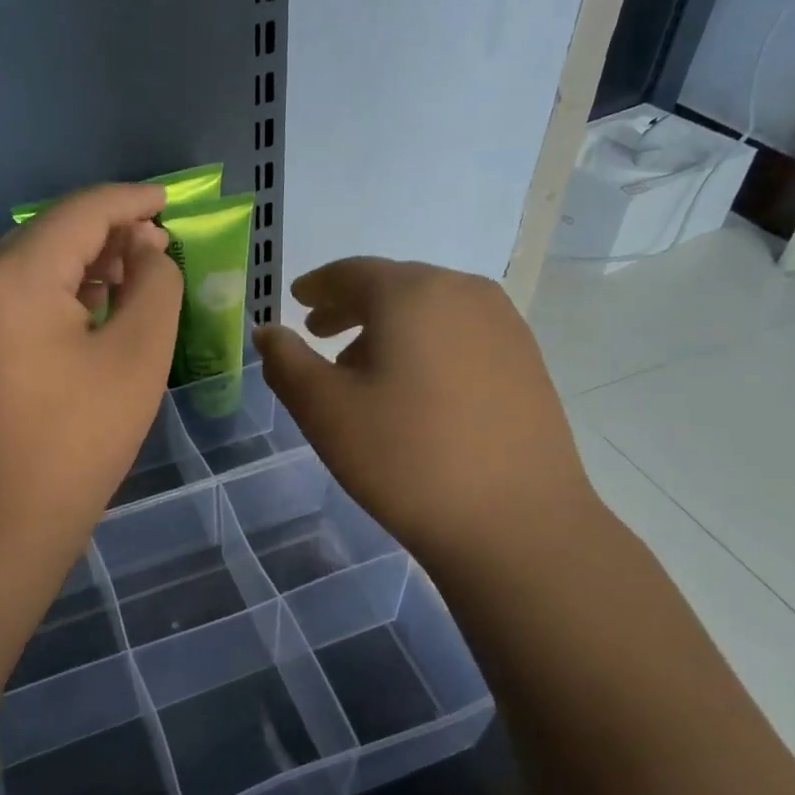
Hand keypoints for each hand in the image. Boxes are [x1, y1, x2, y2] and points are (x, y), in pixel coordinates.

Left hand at [0, 183, 182, 565]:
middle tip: (161, 248)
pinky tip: (96, 304)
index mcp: (17, 274)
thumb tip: (148, 250)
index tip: (171, 202)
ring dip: (87, 260)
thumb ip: (155, 286)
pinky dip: (61, 288)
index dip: (132, 201)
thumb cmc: (78, 438)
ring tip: (137, 273)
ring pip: (36, 260)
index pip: (82, 211)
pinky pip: (20, 292)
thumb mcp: (137, 356)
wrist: (3, 520)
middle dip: (111, 231)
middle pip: (54, 230)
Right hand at [252, 258, 598, 575]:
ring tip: (363, 369)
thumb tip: (267, 332)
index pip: (351, 273)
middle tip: (319, 334)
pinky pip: (461, 334)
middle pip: (393, 287)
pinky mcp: (527, 360)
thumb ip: (286, 362)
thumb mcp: (324, 409)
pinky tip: (415, 389)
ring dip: (389, 328)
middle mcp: (463, 292)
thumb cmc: (405, 457)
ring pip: (430, 310)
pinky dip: (426, 345)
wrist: (515, 521)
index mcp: (411, 293)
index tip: (297, 302)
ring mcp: (504, 325)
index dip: (317, 286)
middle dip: (351, 307)